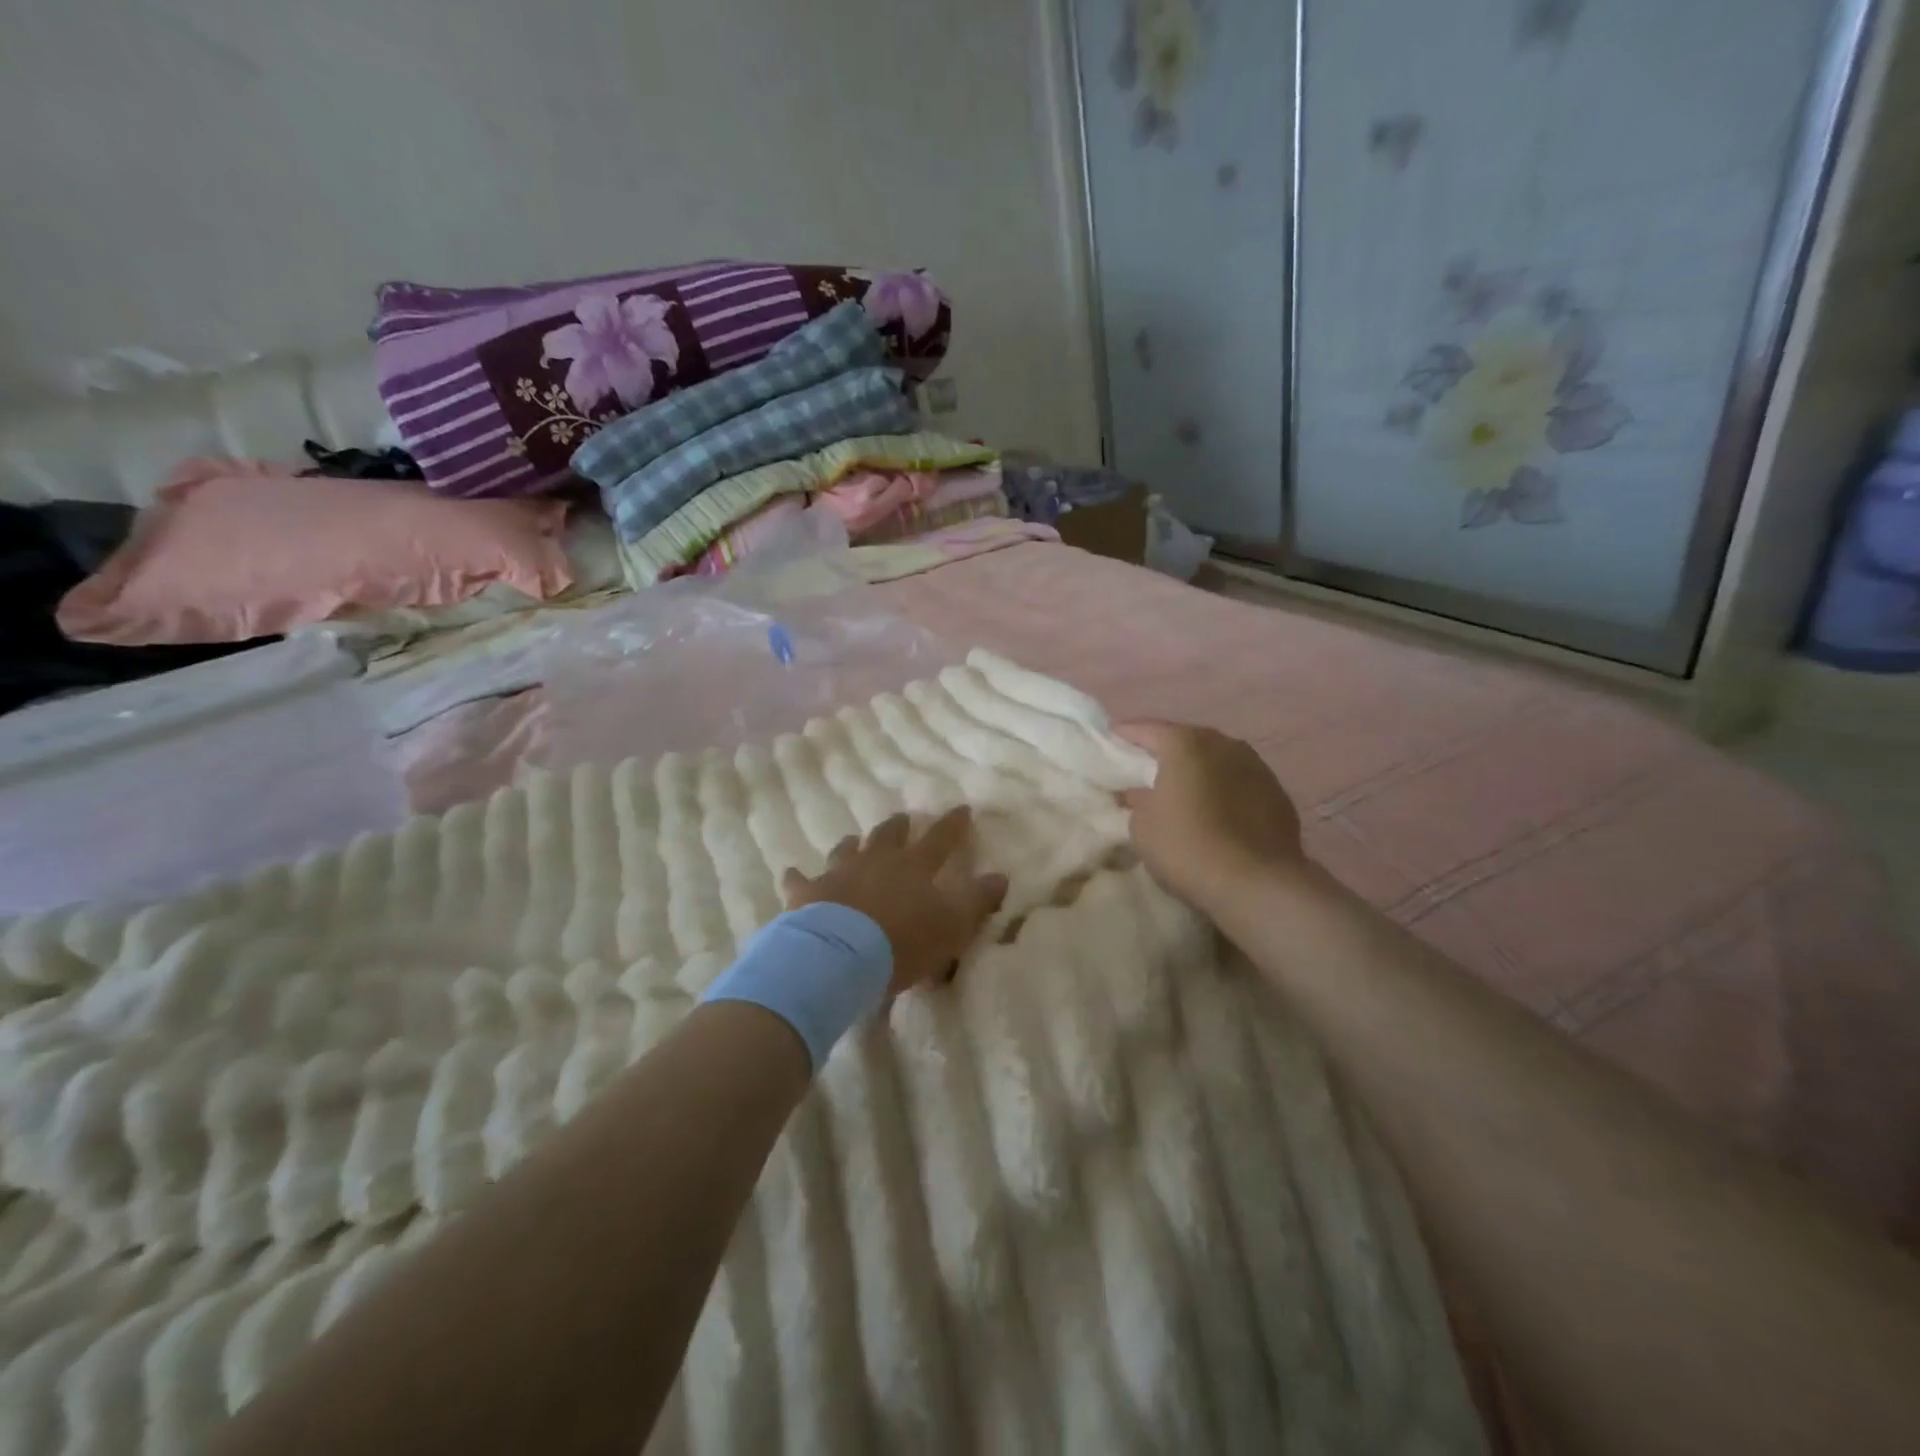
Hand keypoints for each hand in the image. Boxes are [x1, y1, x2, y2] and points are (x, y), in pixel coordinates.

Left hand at [782, 807, 1008, 996]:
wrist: (840, 957)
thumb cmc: (903, 942)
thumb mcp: (954, 926)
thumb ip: (978, 901)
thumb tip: (1001, 876)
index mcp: (914, 866)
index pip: (941, 838)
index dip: (953, 823)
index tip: (962, 808)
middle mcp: (876, 861)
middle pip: (888, 835)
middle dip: (898, 826)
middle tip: (902, 820)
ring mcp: (838, 873)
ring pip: (846, 849)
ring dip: (853, 844)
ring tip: (855, 840)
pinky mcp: (807, 893)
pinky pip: (799, 879)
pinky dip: (797, 876)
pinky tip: (792, 872)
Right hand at [1115, 721, 1307, 912]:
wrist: (1256, 884)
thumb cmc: (1186, 847)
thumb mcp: (1142, 826)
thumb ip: (1138, 801)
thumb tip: (1142, 793)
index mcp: (1185, 744)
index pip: (1147, 729)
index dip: (1126, 734)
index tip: (1110, 739)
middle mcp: (1224, 744)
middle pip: (1186, 740)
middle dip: (1165, 751)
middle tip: (1144, 765)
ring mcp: (1256, 767)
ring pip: (1217, 760)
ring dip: (1198, 770)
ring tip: (1182, 788)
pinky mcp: (1277, 794)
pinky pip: (1239, 783)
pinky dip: (1222, 790)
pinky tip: (1215, 810)